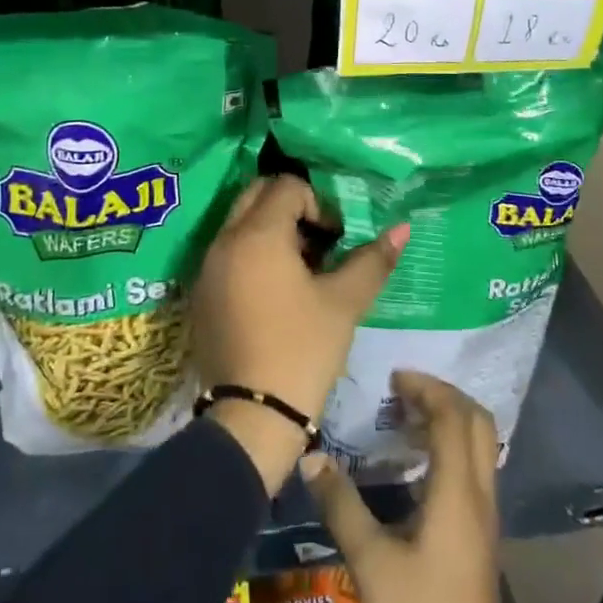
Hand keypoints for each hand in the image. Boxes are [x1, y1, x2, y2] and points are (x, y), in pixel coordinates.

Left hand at [192, 175, 405, 490]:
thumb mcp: (344, 303)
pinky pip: (227, 252)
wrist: (253, 416)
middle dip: (291, 208)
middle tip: (318, 245)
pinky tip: (275, 294)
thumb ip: (372, 260)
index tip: (335, 239)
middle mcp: (224, 240)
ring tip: (300, 272)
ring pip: (240, 223)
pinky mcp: (200, 293)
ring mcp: (207, 267)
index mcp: (257, 234)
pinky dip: (251, 255)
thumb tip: (402, 229)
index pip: (286, 186)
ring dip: (271, 231)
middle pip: (257, 194)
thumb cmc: (303, 349)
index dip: (318, 204)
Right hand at [301, 372, 521, 602]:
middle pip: (477, 422)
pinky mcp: (482, 536)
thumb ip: (342, 504)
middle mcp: (480, 495)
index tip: (393, 377)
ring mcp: (486, 517)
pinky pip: (474, 468)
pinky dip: (451, 446)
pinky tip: (417, 464)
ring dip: (449, 420)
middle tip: (402, 390)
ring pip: (480, 445)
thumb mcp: (370, 561)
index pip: (453, 417)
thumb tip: (312, 454)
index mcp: (458, 492)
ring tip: (405, 418)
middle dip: (443, 395)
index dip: (426, 388)